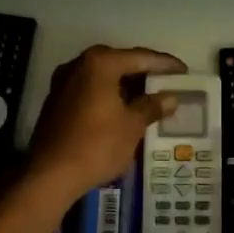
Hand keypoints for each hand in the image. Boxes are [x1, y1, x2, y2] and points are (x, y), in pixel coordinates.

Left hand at [27, 45, 185, 201]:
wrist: (49, 175)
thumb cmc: (97, 145)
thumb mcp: (132, 126)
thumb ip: (152, 106)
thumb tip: (171, 98)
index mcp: (100, 63)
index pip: (141, 57)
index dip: (165, 65)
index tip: (184, 72)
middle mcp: (79, 64)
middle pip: (120, 63)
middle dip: (144, 73)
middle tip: (168, 83)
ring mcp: (64, 82)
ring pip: (104, 77)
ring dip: (126, 85)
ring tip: (150, 97)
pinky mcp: (57, 101)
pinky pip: (91, 89)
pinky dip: (109, 94)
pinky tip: (124, 108)